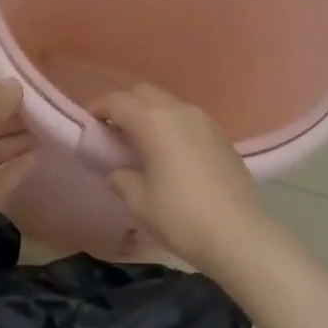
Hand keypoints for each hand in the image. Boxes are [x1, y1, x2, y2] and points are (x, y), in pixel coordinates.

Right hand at [94, 84, 268, 275]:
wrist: (239, 234)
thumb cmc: (181, 217)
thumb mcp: (139, 202)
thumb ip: (121, 178)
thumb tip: (117, 170)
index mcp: (154, 121)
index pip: (117, 101)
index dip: (98, 109)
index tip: (88, 124)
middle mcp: (179, 110)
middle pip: (143, 93)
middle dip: (124, 105)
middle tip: (112, 131)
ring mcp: (203, 120)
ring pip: (167, 103)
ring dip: (149, 114)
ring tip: (139, 142)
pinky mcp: (220, 134)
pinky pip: (186, 118)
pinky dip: (170, 125)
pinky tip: (168, 152)